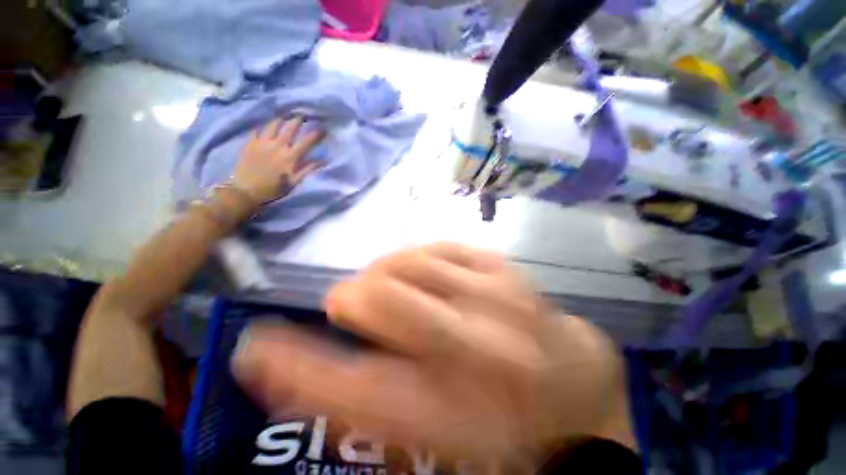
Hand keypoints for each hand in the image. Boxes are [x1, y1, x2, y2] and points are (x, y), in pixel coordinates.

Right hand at [232, 243, 633, 470]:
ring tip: (384, 284)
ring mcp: (495, 297)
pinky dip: (419, 256)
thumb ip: (362, 400)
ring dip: (384, 272)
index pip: (354, 391)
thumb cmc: (502, 418)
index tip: (255, 348)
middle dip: (351, 298)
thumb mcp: (428, 433)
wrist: (572, 378)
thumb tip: (290, 368)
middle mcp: (475, 345)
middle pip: (384, 301)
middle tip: (347, 303)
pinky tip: (421, 270)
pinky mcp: (504, 269)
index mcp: (453, 409)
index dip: (294, 367)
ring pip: (412, 263)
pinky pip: (444, 246)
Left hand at [234, 117, 324, 203]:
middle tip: (302, 116)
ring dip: (281, 119)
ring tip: (284, 117)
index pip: (306, 142)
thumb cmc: (273, 189)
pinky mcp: (250, 143)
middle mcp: (277, 146)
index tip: (322, 129)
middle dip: (298, 120)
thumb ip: (307, 170)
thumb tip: (322, 161)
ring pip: (273, 124)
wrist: (245, 191)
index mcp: (290, 157)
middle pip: (290, 127)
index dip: (315, 134)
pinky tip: (265, 126)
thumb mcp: (293, 182)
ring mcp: (262, 142)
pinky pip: (257, 129)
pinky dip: (263, 126)